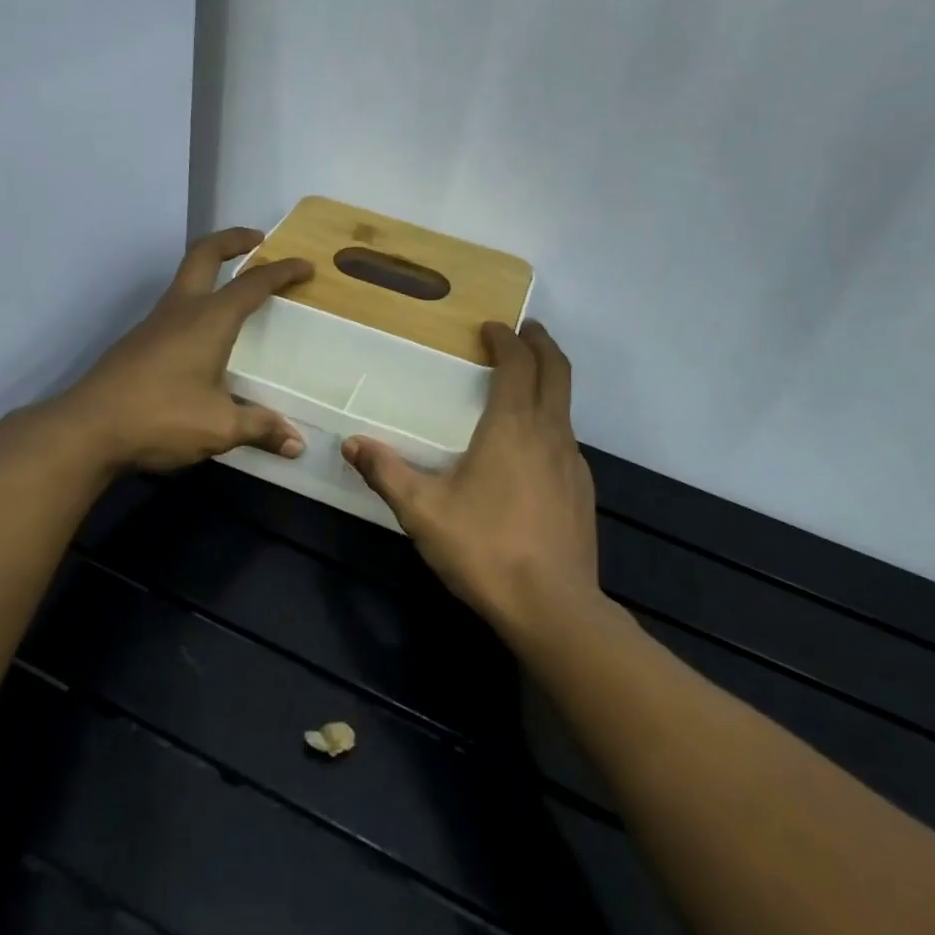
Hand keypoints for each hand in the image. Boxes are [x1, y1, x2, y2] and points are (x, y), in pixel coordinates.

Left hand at [53, 227, 313, 473]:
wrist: (87, 429)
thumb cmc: (161, 418)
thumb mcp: (219, 428)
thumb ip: (260, 428)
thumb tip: (297, 444)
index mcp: (209, 320)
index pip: (253, 284)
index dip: (282, 272)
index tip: (305, 266)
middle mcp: (181, 310)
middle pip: (204, 254)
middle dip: (233, 240)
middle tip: (257, 239)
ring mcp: (154, 324)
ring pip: (185, 280)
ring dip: (211, 271)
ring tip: (234, 290)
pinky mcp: (137, 342)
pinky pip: (174, 308)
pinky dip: (196, 303)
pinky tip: (203, 336)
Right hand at [342, 321, 601, 634]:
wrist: (553, 607)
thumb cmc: (485, 549)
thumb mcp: (423, 512)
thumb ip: (387, 473)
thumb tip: (351, 443)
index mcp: (513, 427)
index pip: (519, 364)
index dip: (507, 340)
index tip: (492, 327)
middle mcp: (551, 434)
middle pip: (558, 372)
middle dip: (542, 345)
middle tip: (525, 331)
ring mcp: (573, 463)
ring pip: (566, 405)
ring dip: (550, 381)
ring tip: (524, 384)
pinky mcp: (583, 491)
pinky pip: (567, 438)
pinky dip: (552, 420)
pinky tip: (530, 448)